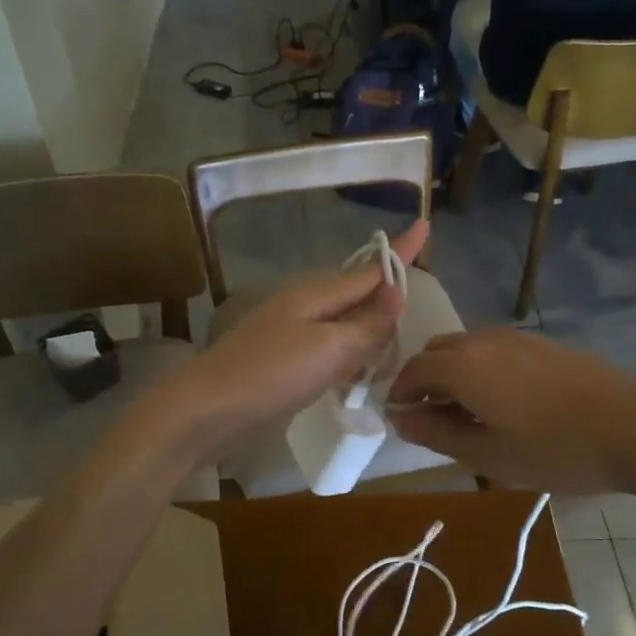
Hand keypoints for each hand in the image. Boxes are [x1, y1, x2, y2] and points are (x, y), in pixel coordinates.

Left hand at [154, 221, 429, 458]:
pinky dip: (347, 358)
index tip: (427, 225)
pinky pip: (328, 348)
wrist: (208, 410)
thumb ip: (367, 324)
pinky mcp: (284, 358)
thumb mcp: (329, 349)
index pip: (372, 269)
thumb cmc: (271, 374)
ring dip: (368, 336)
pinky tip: (355, 377)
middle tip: (415, 321)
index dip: (402, 252)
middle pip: (359, 295)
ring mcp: (292, 331)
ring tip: (391, 357)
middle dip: (387, 303)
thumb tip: (397, 291)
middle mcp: (306, 304)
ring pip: (344, 324)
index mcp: (317, 293)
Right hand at [387, 329, 635, 507]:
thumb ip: (435, 433)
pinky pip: (494, 350)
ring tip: (470, 416)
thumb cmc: (554, 450)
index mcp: (462, 365)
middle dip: (425, 382)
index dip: (399, 396)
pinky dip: (482, 370)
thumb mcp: (487, 454)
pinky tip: (505, 403)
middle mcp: (483, 340)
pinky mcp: (544, 344)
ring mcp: (517, 338)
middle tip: (434, 422)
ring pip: (466, 348)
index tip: (401, 422)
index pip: (411, 371)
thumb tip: (398, 416)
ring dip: (453, 374)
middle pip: (435, 352)